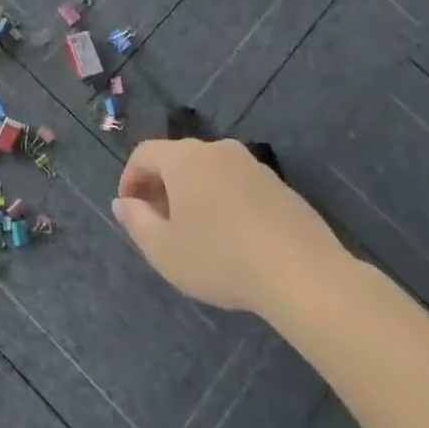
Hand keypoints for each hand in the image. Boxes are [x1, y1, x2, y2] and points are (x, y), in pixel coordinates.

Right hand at [112, 140, 349, 314]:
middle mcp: (218, 151)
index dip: (129, 179)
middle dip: (161, 187)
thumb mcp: (162, 249)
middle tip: (158, 223)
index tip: (130, 211)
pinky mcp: (281, 187)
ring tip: (195, 234)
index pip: (144, 154)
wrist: (305, 276)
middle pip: (177, 160)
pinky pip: (238, 187)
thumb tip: (124, 202)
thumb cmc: (220, 258)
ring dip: (194, 195)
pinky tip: (232, 239)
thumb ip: (135, 220)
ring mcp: (254, 167)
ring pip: (210, 173)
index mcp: (185, 158)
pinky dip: (224, 203)